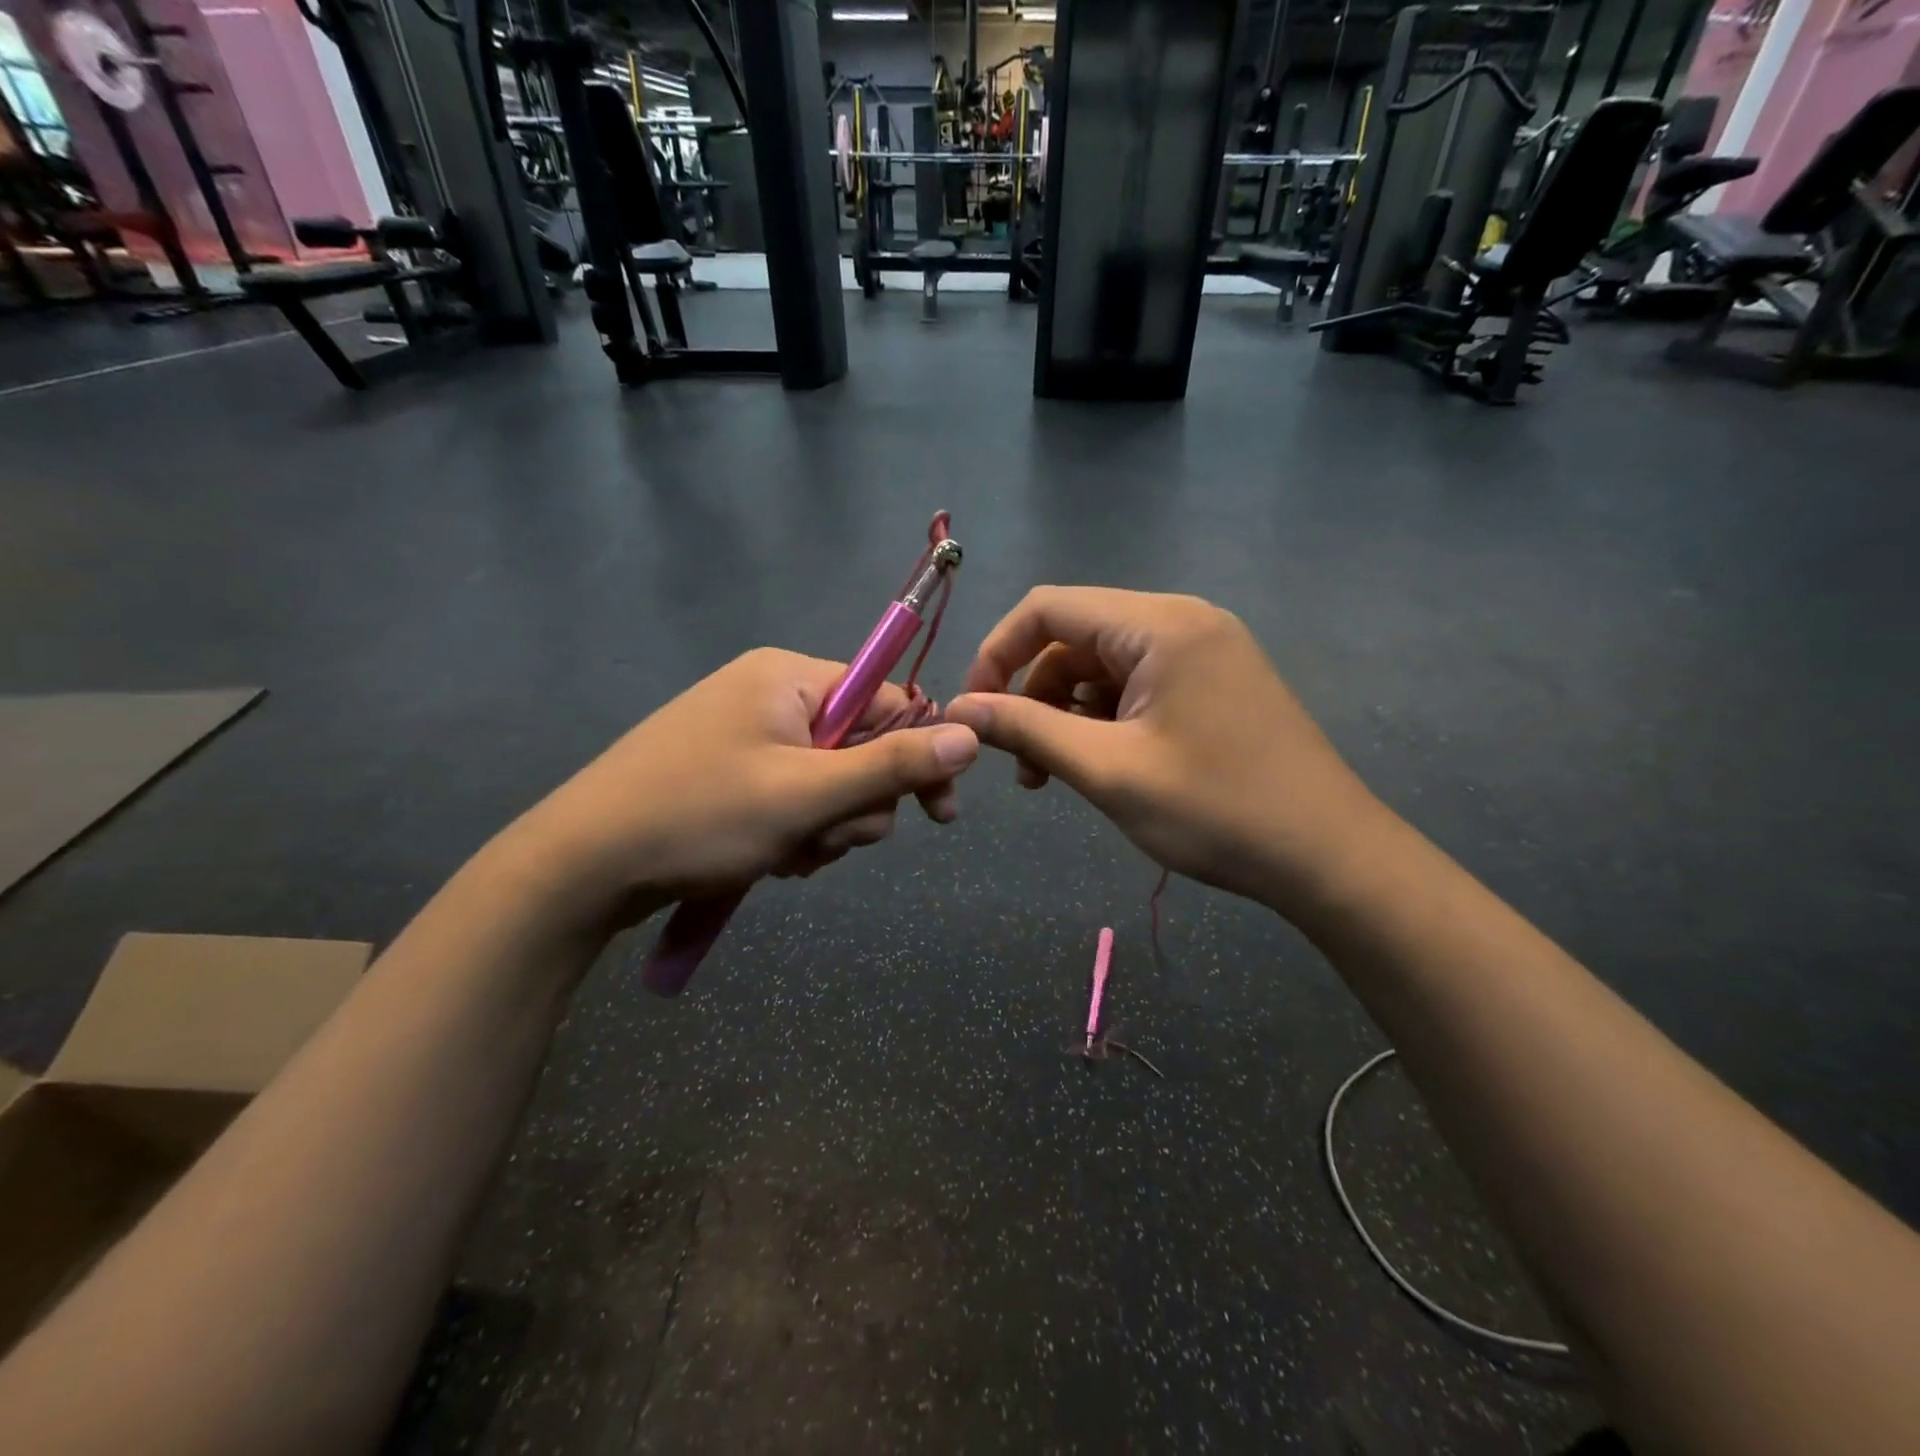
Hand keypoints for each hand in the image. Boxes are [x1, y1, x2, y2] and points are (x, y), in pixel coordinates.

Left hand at [515, 648, 978, 925]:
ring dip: (823, 828)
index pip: (887, 702)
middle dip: (853, 807)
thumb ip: (892, 765)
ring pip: (828, 784)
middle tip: (823, 841)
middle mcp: (771, 696)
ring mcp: (746, 737)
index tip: (940, 814)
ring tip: (784, 858)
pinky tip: (766, 860)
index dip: (918, 757)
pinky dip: (793, 834)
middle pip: (859, 749)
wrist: (581, 867)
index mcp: (789, 679)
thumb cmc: (700, 817)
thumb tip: (970, 734)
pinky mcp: (730, 775)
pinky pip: (792, 799)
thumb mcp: (807, 795)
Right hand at [944, 587, 1381, 916]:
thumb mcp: (1107, 770)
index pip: (1047, 608)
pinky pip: (1138, 685)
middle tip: (1022, 764)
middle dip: (1035, 694)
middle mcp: (1182, 621)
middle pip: (1075, 637)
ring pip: (1103, 666)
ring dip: (1067, 713)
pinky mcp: (1215, 682)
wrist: (1329, 857)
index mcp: (1159, 624)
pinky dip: (1105, 719)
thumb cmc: (1216, 811)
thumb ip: (1026, 729)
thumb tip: (960, 709)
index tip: (975, 710)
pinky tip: (1102, 765)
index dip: (997, 653)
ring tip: (1056, 775)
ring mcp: (1205, 651)